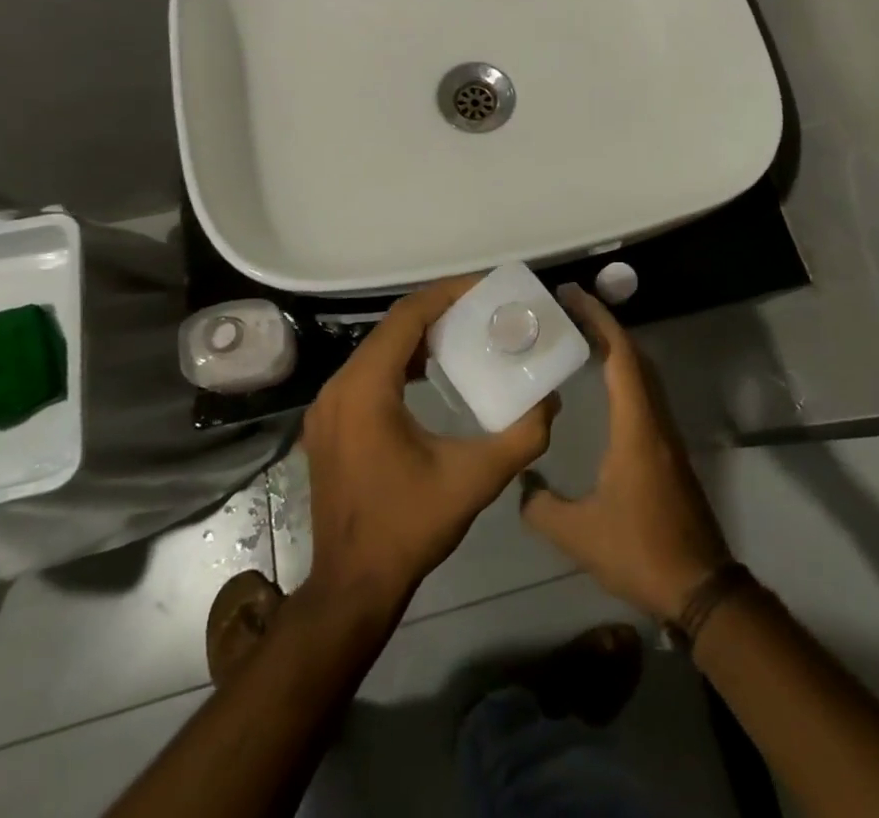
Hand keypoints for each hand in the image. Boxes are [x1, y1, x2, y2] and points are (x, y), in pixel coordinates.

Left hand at [302, 276, 556, 615]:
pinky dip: (400, 360)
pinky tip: (430, 371)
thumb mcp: (474, 480)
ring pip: (377, 349)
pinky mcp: (329, 424)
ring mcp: (327, 407)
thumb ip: (522, 437)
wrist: (351, 589)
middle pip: (391, 327)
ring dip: (418, 335)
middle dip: (438, 310)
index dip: (447, 294)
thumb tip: (551, 401)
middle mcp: (339, 387)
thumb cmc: (409, 529)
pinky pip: (367, 373)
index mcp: (366, 389)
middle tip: (482, 309)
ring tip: (463, 332)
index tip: (486, 288)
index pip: (407, 317)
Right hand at [520, 285, 732, 621]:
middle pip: (635, 356)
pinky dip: (624, 374)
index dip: (599, 320)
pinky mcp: (670, 452)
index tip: (573, 297)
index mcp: (637, 427)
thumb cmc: (640, 551)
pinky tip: (604, 388)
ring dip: (616, 349)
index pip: (621, 356)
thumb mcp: (579, 534)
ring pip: (644, 375)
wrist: (700, 586)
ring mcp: (667, 435)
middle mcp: (656, 420)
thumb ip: (542, 506)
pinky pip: (646, 395)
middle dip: (605, 326)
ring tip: (581, 339)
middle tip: (569, 312)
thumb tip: (522, 482)